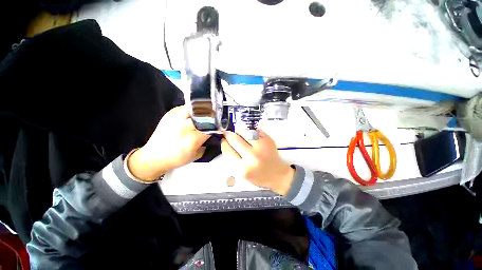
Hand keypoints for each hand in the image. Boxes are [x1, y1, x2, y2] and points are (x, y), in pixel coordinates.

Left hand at [127, 106, 210, 181]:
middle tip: (215, 118)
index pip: (211, 127)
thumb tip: (214, 134)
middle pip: (204, 114)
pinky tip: (194, 114)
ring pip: (195, 107)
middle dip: (212, 116)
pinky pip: (186, 107)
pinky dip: (193, 109)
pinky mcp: (169, 114)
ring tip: (206, 114)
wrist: (154, 156)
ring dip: (203, 110)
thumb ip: (207, 144)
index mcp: (192, 139)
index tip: (221, 126)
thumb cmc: (176, 158)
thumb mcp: (196, 155)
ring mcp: (175, 118)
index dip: (218, 126)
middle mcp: (184, 126)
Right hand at [221, 130, 294, 194]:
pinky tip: (249, 134)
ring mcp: (261, 147)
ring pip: (245, 132)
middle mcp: (252, 156)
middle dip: (229, 134)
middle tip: (227, 133)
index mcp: (243, 168)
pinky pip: (255, 130)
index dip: (224, 143)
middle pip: (235, 139)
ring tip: (238, 132)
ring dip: (239, 130)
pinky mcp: (268, 140)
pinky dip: (250, 130)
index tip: (223, 139)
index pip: (228, 150)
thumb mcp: (242, 173)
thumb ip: (233, 158)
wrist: (277, 175)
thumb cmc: (258, 176)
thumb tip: (226, 142)